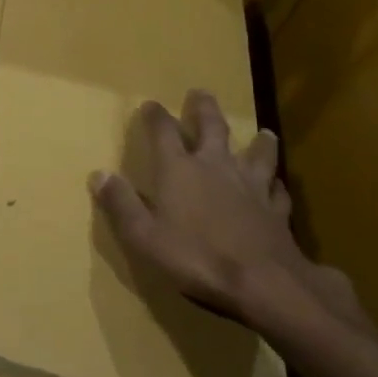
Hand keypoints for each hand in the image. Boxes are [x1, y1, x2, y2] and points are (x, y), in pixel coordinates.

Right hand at [91, 91, 365, 339]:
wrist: (262, 282)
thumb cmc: (195, 257)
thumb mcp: (144, 236)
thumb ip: (121, 204)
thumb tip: (99, 174)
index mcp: (179, 170)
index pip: (163, 131)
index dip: (155, 116)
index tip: (150, 104)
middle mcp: (215, 167)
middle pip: (212, 127)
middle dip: (204, 109)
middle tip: (201, 93)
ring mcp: (250, 186)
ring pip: (257, 154)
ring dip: (258, 142)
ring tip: (264, 132)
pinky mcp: (275, 210)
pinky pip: (277, 191)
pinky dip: (276, 186)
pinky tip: (278, 186)